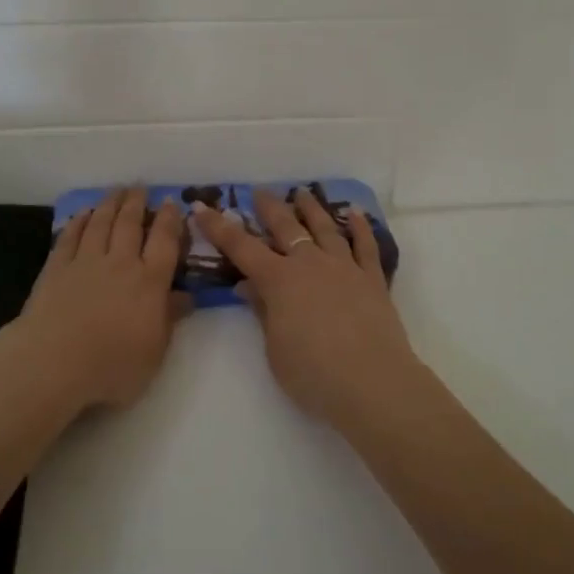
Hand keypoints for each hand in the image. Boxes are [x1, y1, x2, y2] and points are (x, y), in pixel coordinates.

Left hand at [17, 187, 187, 411]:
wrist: (54, 362)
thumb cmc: (112, 365)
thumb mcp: (155, 351)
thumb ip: (170, 319)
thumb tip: (187, 296)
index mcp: (149, 282)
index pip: (164, 242)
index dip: (169, 219)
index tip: (171, 202)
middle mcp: (120, 263)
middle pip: (130, 224)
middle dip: (137, 202)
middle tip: (140, 186)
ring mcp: (86, 262)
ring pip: (100, 223)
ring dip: (110, 204)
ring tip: (116, 190)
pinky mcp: (56, 268)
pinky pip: (70, 237)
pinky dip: (78, 222)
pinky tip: (82, 214)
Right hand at [195, 188, 417, 426]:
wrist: (372, 382)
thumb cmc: (314, 374)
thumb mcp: (275, 349)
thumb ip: (263, 312)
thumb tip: (247, 286)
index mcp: (279, 280)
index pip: (241, 247)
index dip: (218, 227)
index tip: (201, 207)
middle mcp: (310, 263)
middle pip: (285, 227)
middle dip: (269, 207)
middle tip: (259, 191)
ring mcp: (344, 267)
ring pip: (325, 228)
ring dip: (311, 208)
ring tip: (302, 192)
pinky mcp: (372, 278)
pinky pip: (366, 246)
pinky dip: (361, 227)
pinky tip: (356, 214)